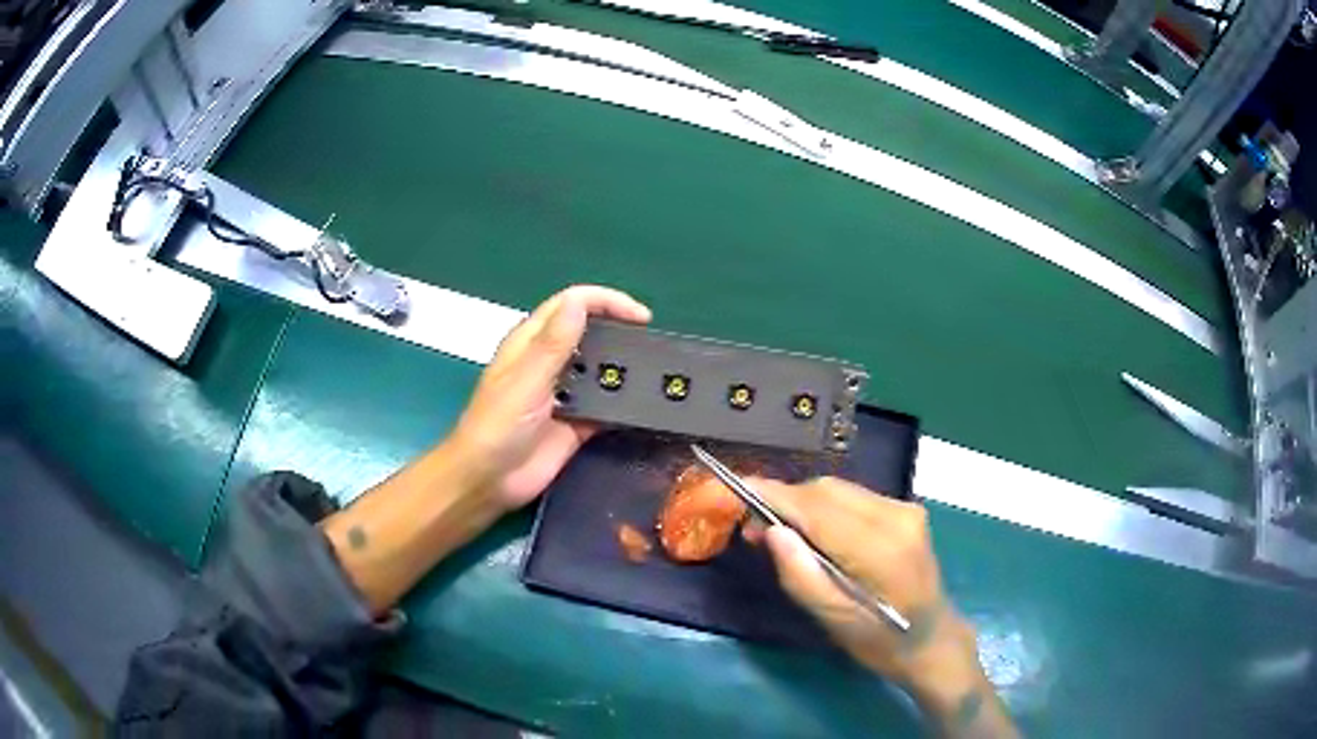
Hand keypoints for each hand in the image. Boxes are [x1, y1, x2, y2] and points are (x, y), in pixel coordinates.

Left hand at [450, 285, 650, 512]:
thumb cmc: (496, 426)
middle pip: (590, 332)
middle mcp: (551, 362)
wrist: (489, 481)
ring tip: (657, 373)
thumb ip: (553, 344)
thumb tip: (578, 302)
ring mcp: (566, 393)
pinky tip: (646, 405)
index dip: (606, 301)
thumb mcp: (525, 381)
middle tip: (652, 344)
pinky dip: (624, 403)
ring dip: (625, 367)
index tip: (639, 317)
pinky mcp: (578, 423)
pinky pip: (607, 406)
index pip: (572, 305)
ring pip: (601, 369)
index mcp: (532, 342)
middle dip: (620, 330)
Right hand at [754, 478, 1016, 736]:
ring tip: (779, 531)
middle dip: (785, 500)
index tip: (735, 487)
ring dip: (804, 503)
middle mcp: (896, 517)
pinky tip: (814, 532)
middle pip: (826, 491)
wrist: (933, 639)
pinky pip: (853, 497)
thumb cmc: (881, 642)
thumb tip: (771, 532)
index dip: (774, 495)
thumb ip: (801, 576)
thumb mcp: (835, 621)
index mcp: (880, 550)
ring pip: (838, 489)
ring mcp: (905, 509)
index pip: (817, 509)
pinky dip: (825, 508)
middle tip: (753, 528)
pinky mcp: (906, 510)